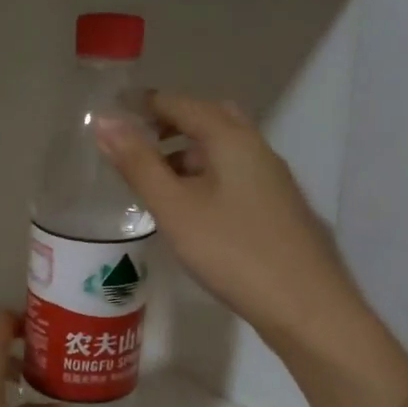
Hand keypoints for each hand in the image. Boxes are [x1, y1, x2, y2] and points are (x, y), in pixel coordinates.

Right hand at [96, 91, 364, 354]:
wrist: (303, 304)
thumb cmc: (231, 251)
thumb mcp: (174, 207)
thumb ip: (138, 164)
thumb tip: (104, 121)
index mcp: (231, 138)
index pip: (180, 103)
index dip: (143, 104)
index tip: (110, 114)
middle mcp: (256, 147)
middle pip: (208, 118)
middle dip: (169, 124)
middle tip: (135, 144)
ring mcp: (270, 178)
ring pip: (222, 149)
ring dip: (187, 152)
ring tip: (153, 181)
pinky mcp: (275, 206)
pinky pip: (233, 174)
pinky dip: (204, 176)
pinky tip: (189, 209)